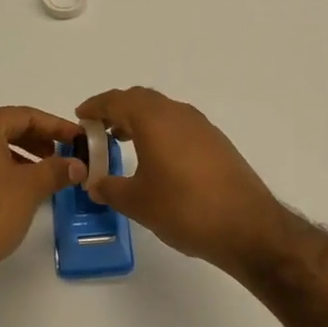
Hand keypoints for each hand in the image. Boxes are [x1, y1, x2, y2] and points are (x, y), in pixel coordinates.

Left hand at [0, 106, 84, 291]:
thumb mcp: (31, 187)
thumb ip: (57, 170)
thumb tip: (79, 165)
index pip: (24, 115)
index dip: (55, 126)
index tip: (78, 138)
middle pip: (6, 127)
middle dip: (37, 138)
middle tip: (62, 153)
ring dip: (21, 153)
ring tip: (44, 172)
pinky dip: (2, 167)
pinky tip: (19, 187)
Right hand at [75, 88, 290, 274]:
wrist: (248, 227)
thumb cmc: (184, 209)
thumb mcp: (137, 202)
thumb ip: (109, 188)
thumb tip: (94, 183)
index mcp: (154, 119)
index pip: (117, 100)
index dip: (95, 106)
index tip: (80, 116)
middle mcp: (177, 113)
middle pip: (140, 99)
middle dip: (117, 109)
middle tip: (99, 129)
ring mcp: (201, 126)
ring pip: (162, 111)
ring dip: (140, 120)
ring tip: (123, 142)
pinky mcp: (216, 142)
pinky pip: (179, 125)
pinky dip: (160, 132)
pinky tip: (156, 159)